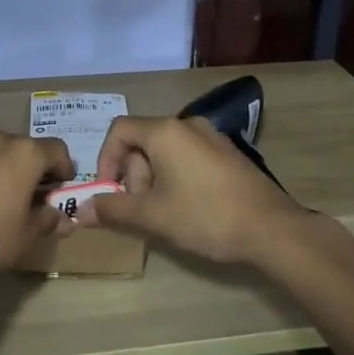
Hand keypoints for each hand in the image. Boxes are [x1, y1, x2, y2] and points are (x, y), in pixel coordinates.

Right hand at [87, 115, 305, 264]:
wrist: (272, 229)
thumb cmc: (206, 216)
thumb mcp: (153, 215)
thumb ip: (114, 209)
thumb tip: (81, 210)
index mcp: (166, 131)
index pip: (119, 130)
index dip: (105, 159)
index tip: (109, 191)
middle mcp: (187, 124)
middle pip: (142, 141)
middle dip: (132, 174)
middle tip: (140, 209)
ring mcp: (211, 137)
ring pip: (166, 151)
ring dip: (153, 179)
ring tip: (164, 213)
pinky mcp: (227, 154)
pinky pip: (188, 157)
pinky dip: (176, 177)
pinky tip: (187, 208)